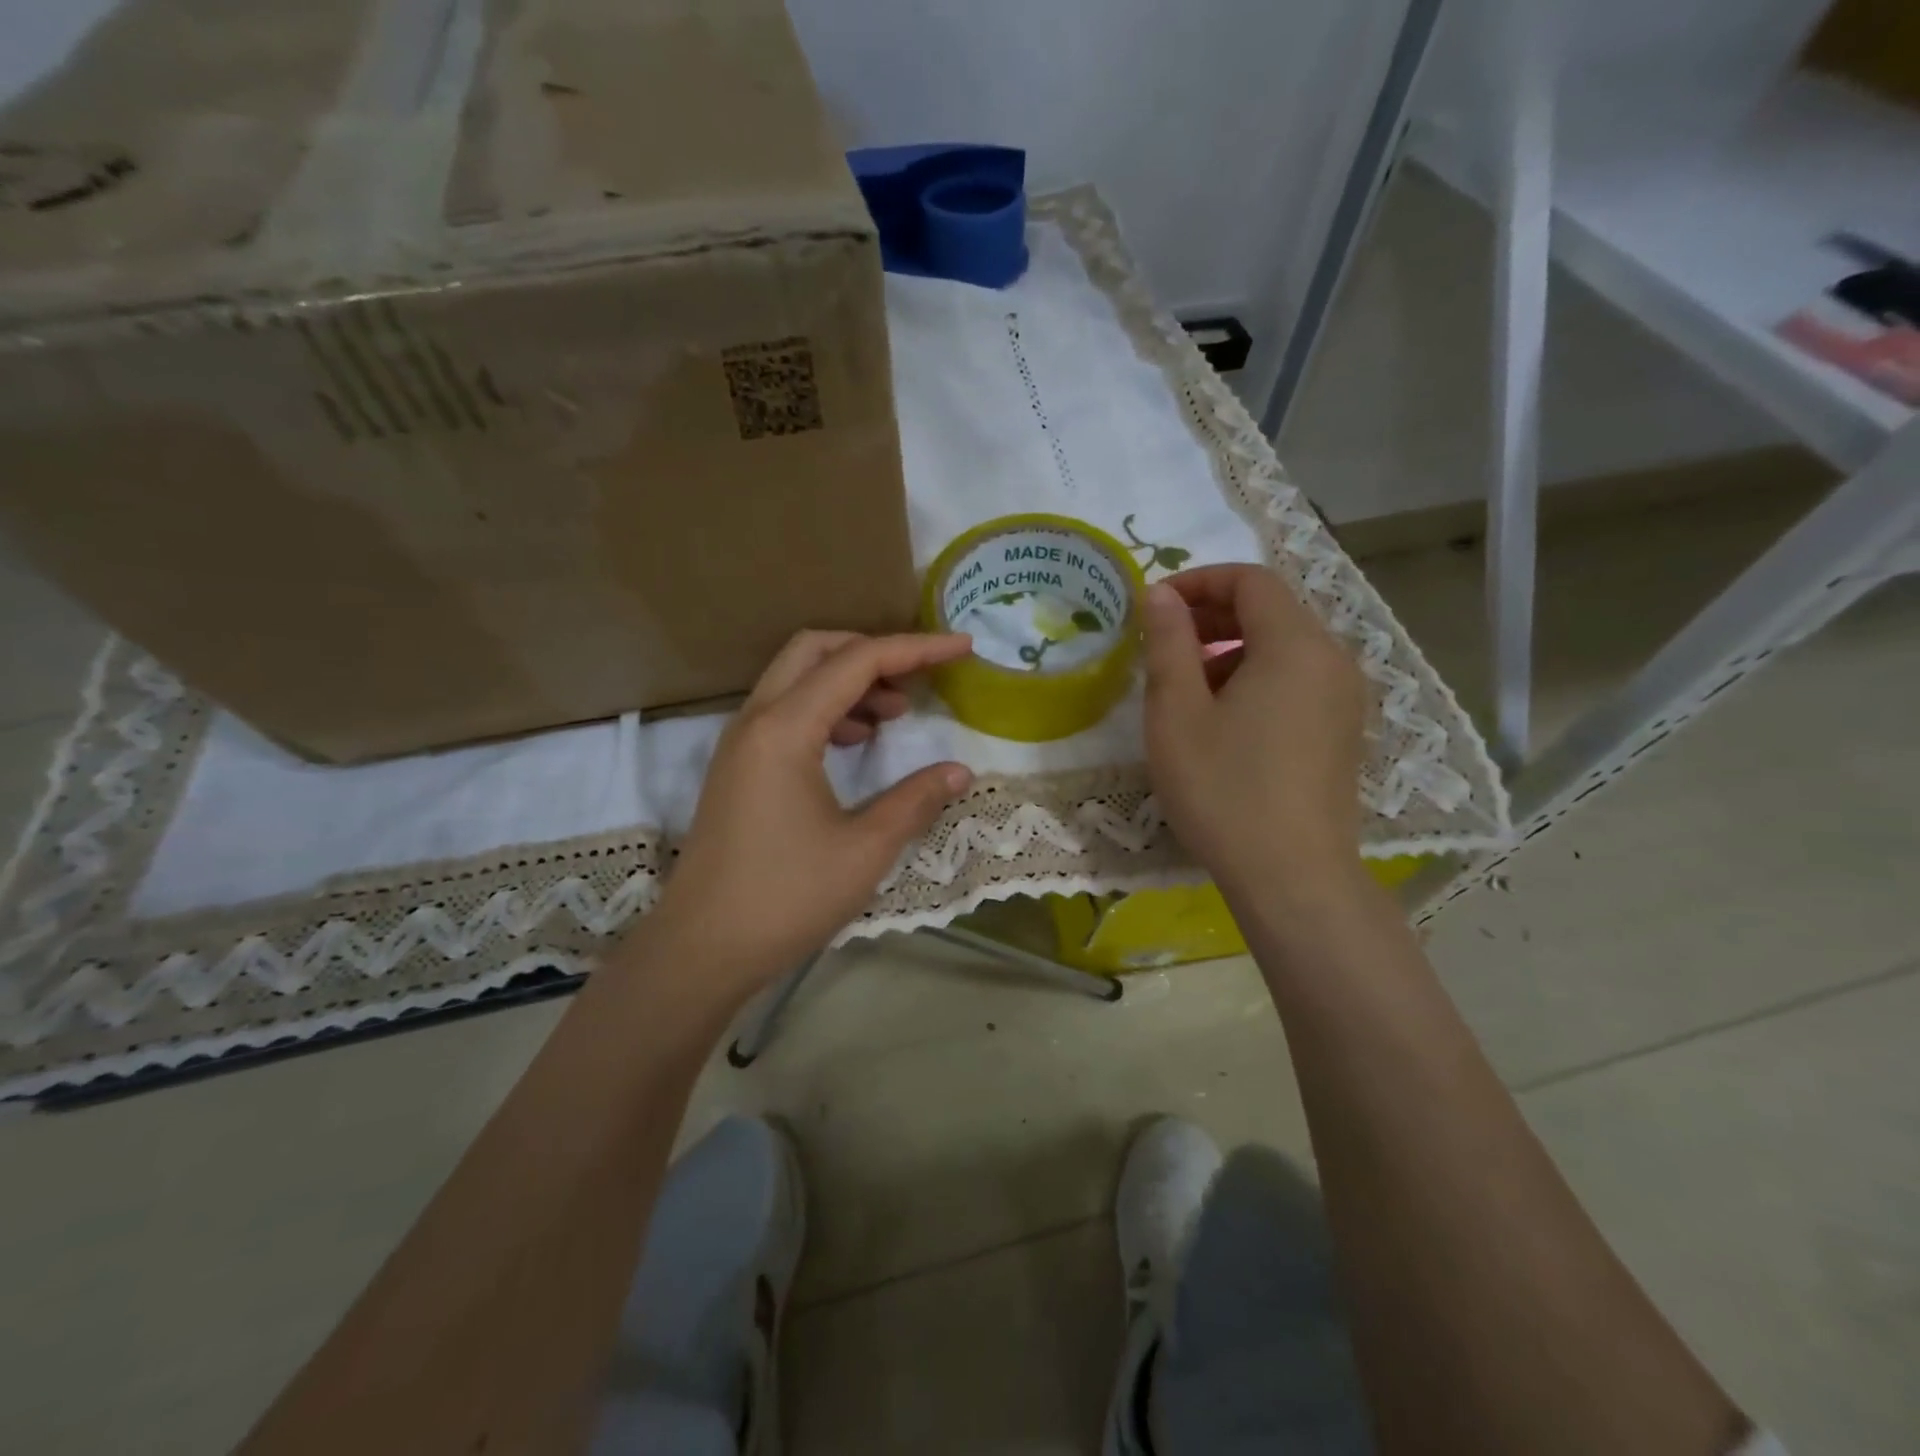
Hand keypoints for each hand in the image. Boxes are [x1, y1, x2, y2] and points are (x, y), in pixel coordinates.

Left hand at [640, 630, 975, 998]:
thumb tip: (960, 770)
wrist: (702, 949)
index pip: (857, 661)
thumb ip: (915, 800)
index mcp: (785, 729)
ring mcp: (741, 743)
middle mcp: (756, 720)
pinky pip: (785, 711)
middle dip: (873, 650)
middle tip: (919, 678)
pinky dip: (826, 709)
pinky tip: (856, 742)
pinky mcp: (738, 767)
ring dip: (848, 681)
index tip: (962, 647)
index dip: (916, 649)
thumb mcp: (865, 850)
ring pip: (797, 679)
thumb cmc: (786, 898)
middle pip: (816, 650)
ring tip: (895, 714)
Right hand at [1141, 564, 1366, 897]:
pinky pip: (1297, 680)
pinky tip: (1223, 720)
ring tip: (1185, 687)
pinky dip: (1256, 678)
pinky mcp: (1343, 731)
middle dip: (1212, 614)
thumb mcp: (1177, 712)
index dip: (1198, 581)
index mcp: (1295, 645)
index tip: (1154, 606)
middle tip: (1162, 642)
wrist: (1292, 877)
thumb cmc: (1223, 789)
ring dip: (1231, 649)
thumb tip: (1161, 595)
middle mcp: (1332, 659)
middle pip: (1271, 610)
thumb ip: (1168, 643)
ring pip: (1284, 647)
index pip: (1250, 580)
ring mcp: (1345, 698)